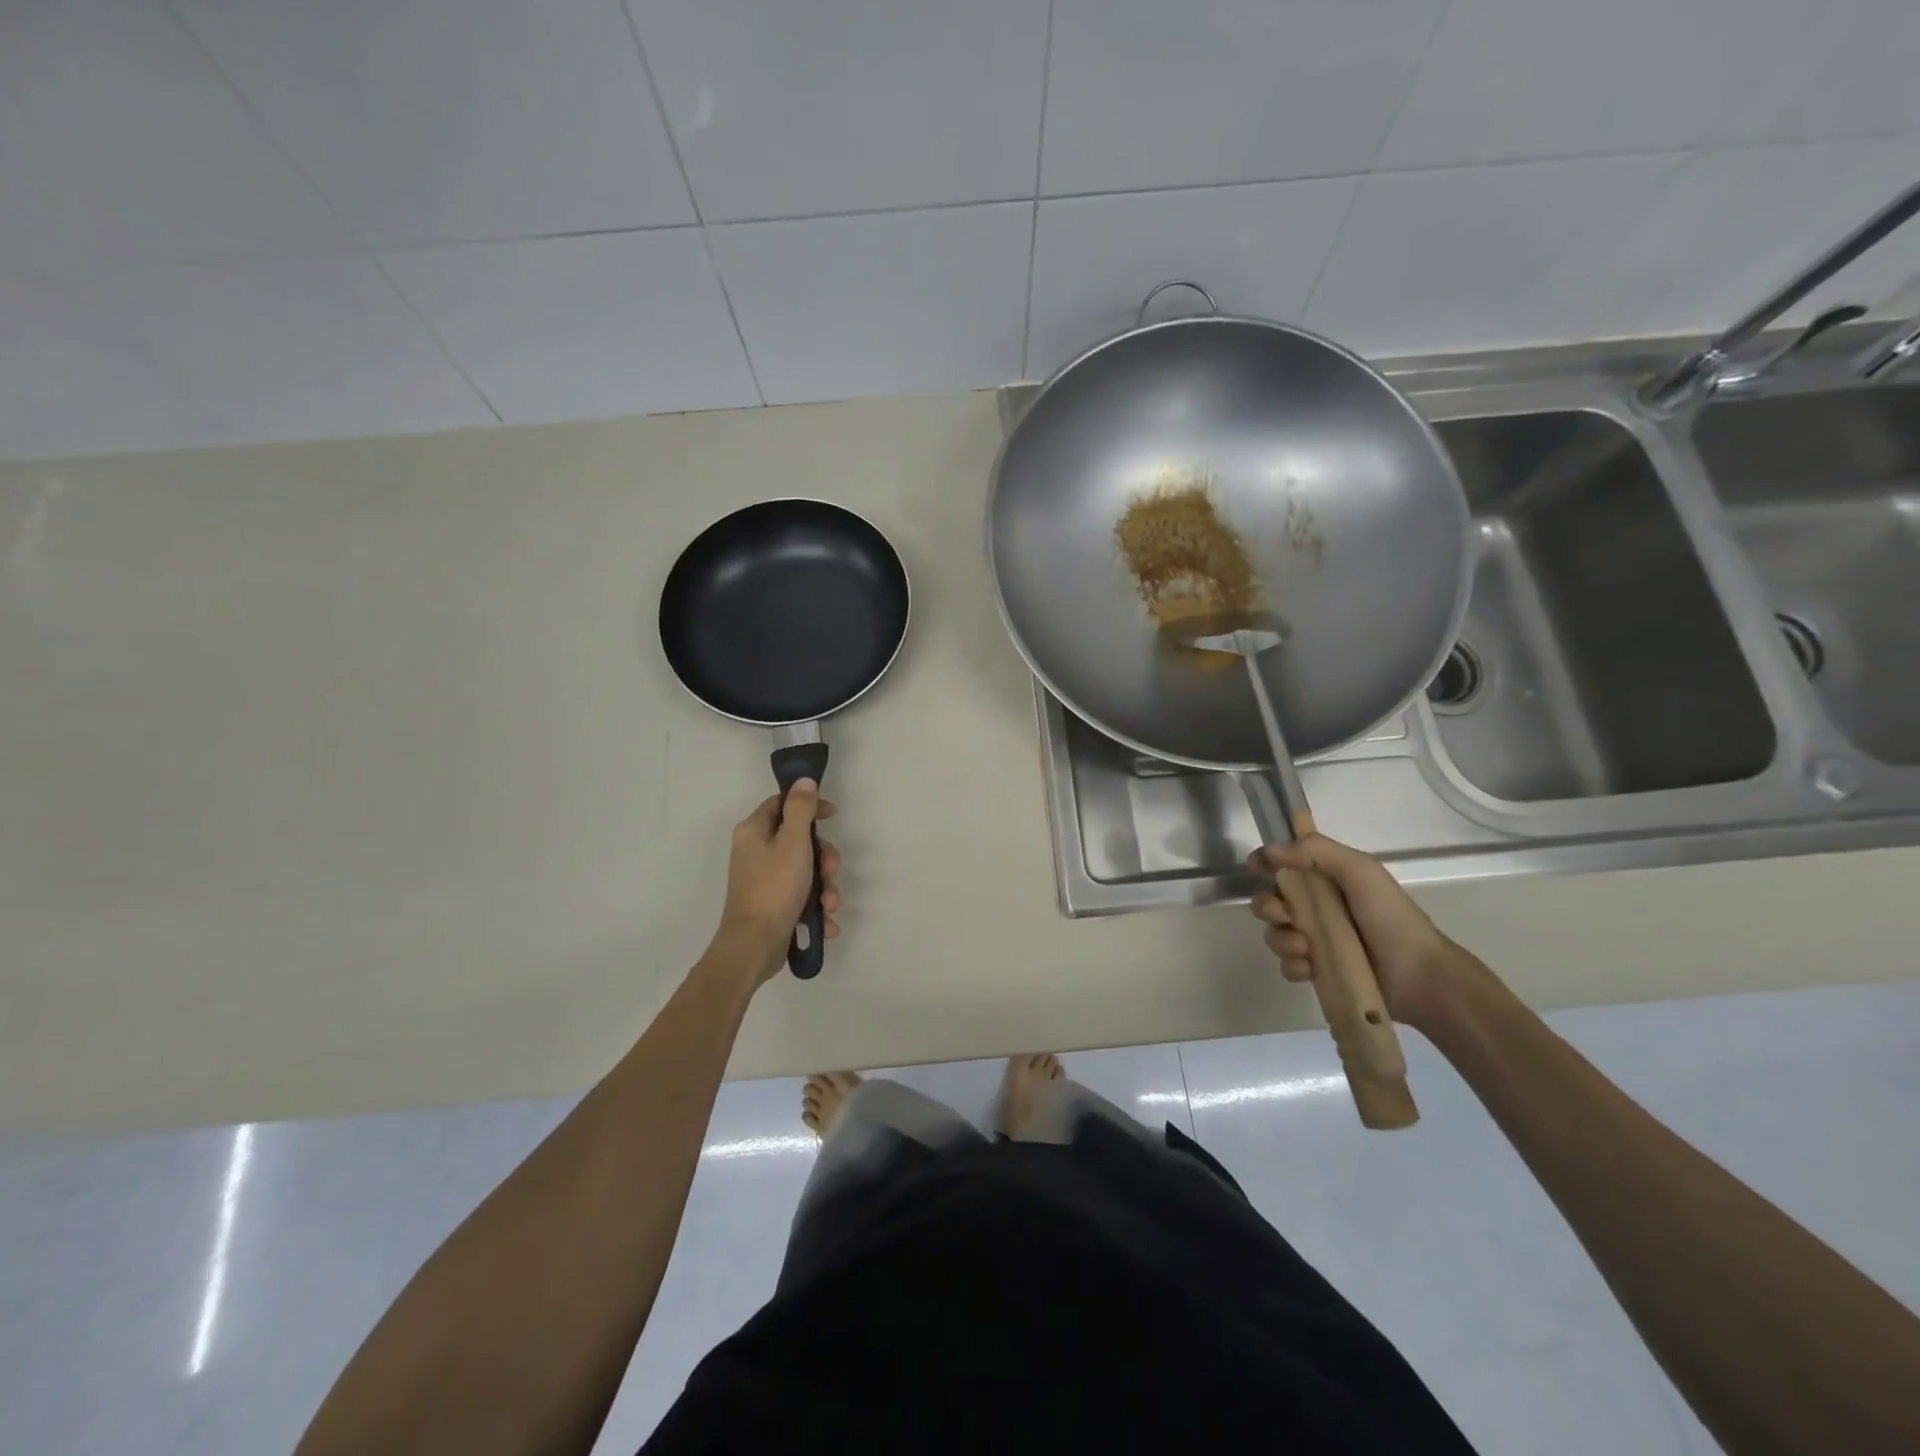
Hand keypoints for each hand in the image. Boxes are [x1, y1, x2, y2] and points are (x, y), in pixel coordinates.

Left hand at [712, 780, 840, 984]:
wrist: (754, 946)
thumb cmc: (774, 888)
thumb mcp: (793, 842)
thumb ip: (800, 809)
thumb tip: (803, 780)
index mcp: (754, 832)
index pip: (781, 804)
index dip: (808, 805)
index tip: (832, 815)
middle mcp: (755, 852)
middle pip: (799, 840)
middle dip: (823, 857)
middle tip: (830, 870)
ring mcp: (763, 880)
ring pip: (805, 871)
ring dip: (825, 888)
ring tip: (830, 906)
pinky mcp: (772, 905)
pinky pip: (801, 897)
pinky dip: (815, 908)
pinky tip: (825, 923)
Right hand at [1248, 834, 1464, 1029]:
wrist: (1419, 976)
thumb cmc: (1390, 916)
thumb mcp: (1360, 870)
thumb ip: (1316, 851)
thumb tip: (1270, 850)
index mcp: (1327, 879)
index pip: (1285, 864)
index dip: (1265, 862)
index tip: (1255, 867)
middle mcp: (1317, 907)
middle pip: (1270, 900)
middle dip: (1267, 906)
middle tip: (1284, 915)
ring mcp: (1317, 941)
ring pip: (1275, 934)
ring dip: (1281, 939)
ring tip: (1305, 948)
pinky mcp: (1318, 971)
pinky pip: (1287, 965)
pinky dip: (1293, 965)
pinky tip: (1310, 968)